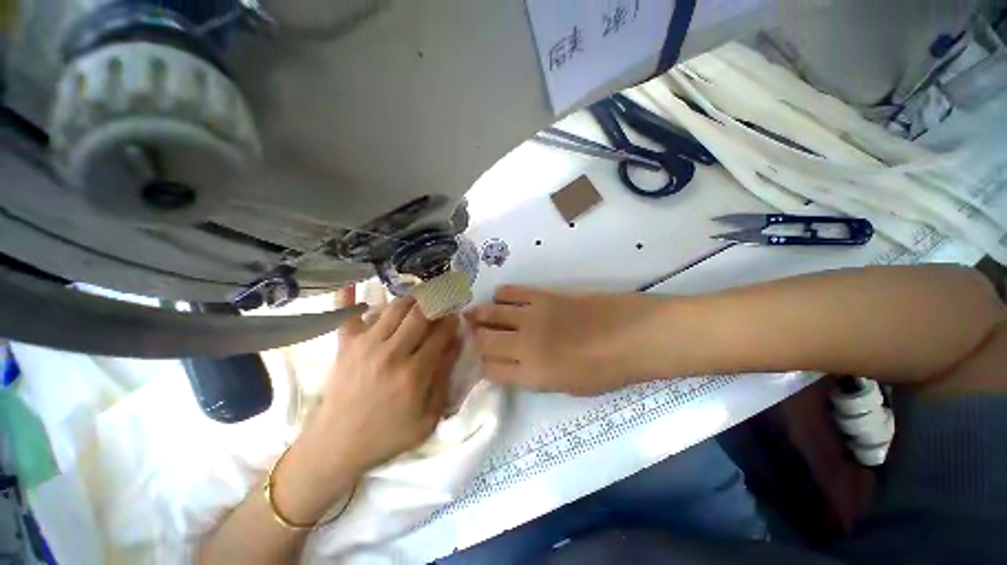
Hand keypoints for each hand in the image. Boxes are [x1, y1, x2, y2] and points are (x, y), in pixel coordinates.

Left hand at [317, 291, 461, 471]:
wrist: (336, 447)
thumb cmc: (387, 436)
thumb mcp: (428, 418)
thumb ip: (444, 378)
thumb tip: (455, 343)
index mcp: (414, 373)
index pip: (441, 333)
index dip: (452, 320)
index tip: (456, 314)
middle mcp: (391, 353)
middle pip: (421, 313)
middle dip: (438, 302)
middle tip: (444, 299)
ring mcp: (365, 345)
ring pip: (396, 308)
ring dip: (413, 299)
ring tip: (421, 300)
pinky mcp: (345, 345)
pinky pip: (346, 314)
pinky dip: (348, 297)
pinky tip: (352, 282)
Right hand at [466, 285, 666, 395]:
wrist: (632, 335)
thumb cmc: (606, 370)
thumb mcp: (568, 386)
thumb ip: (536, 375)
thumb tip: (515, 364)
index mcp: (533, 374)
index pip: (490, 369)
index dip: (482, 365)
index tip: (482, 360)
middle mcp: (525, 345)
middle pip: (484, 339)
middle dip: (473, 338)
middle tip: (470, 334)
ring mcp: (532, 317)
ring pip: (492, 313)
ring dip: (480, 314)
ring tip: (473, 314)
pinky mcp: (543, 296)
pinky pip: (512, 292)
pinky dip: (501, 295)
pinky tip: (501, 299)